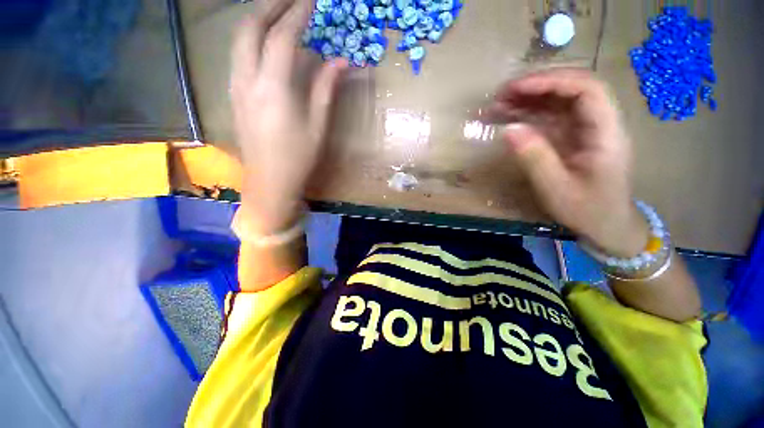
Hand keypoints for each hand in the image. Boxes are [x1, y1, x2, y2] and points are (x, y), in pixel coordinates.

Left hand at [230, 0, 346, 232]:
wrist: (270, 181)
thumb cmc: (298, 158)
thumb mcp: (318, 125)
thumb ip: (326, 89)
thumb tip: (342, 62)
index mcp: (273, 88)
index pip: (283, 37)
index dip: (298, 13)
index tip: (312, 1)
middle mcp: (247, 79)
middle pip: (251, 27)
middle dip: (271, 5)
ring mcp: (236, 86)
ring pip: (240, 39)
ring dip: (258, 18)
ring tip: (279, 11)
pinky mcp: (234, 95)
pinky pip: (240, 55)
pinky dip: (253, 39)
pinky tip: (268, 42)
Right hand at [491, 68, 647, 256]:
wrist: (607, 225)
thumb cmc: (588, 211)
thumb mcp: (557, 189)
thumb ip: (535, 158)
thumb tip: (508, 129)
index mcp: (606, 133)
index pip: (587, 89)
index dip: (551, 81)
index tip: (516, 88)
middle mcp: (599, 122)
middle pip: (572, 87)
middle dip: (536, 85)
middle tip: (501, 95)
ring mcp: (585, 128)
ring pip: (559, 100)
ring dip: (528, 98)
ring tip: (498, 104)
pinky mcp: (572, 136)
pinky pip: (551, 117)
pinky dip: (528, 113)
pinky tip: (509, 116)